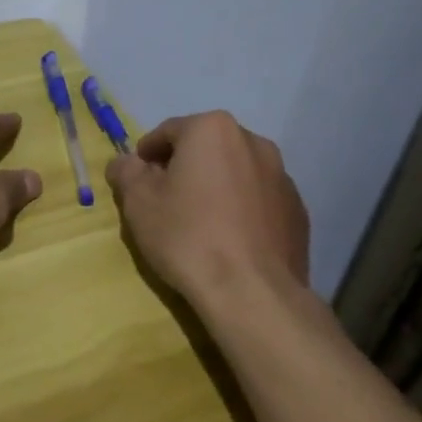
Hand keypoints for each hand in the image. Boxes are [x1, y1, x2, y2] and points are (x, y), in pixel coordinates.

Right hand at [107, 112, 311, 302]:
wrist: (252, 292)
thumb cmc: (187, 236)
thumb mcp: (138, 202)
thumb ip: (126, 172)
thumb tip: (124, 162)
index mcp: (213, 130)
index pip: (168, 132)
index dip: (146, 155)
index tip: (136, 180)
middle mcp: (253, 142)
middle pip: (205, 148)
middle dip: (184, 168)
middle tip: (164, 200)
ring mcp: (282, 177)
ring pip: (235, 173)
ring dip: (215, 186)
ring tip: (199, 222)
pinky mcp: (297, 211)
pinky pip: (258, 200)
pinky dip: (241, 209)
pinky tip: (228, 240)